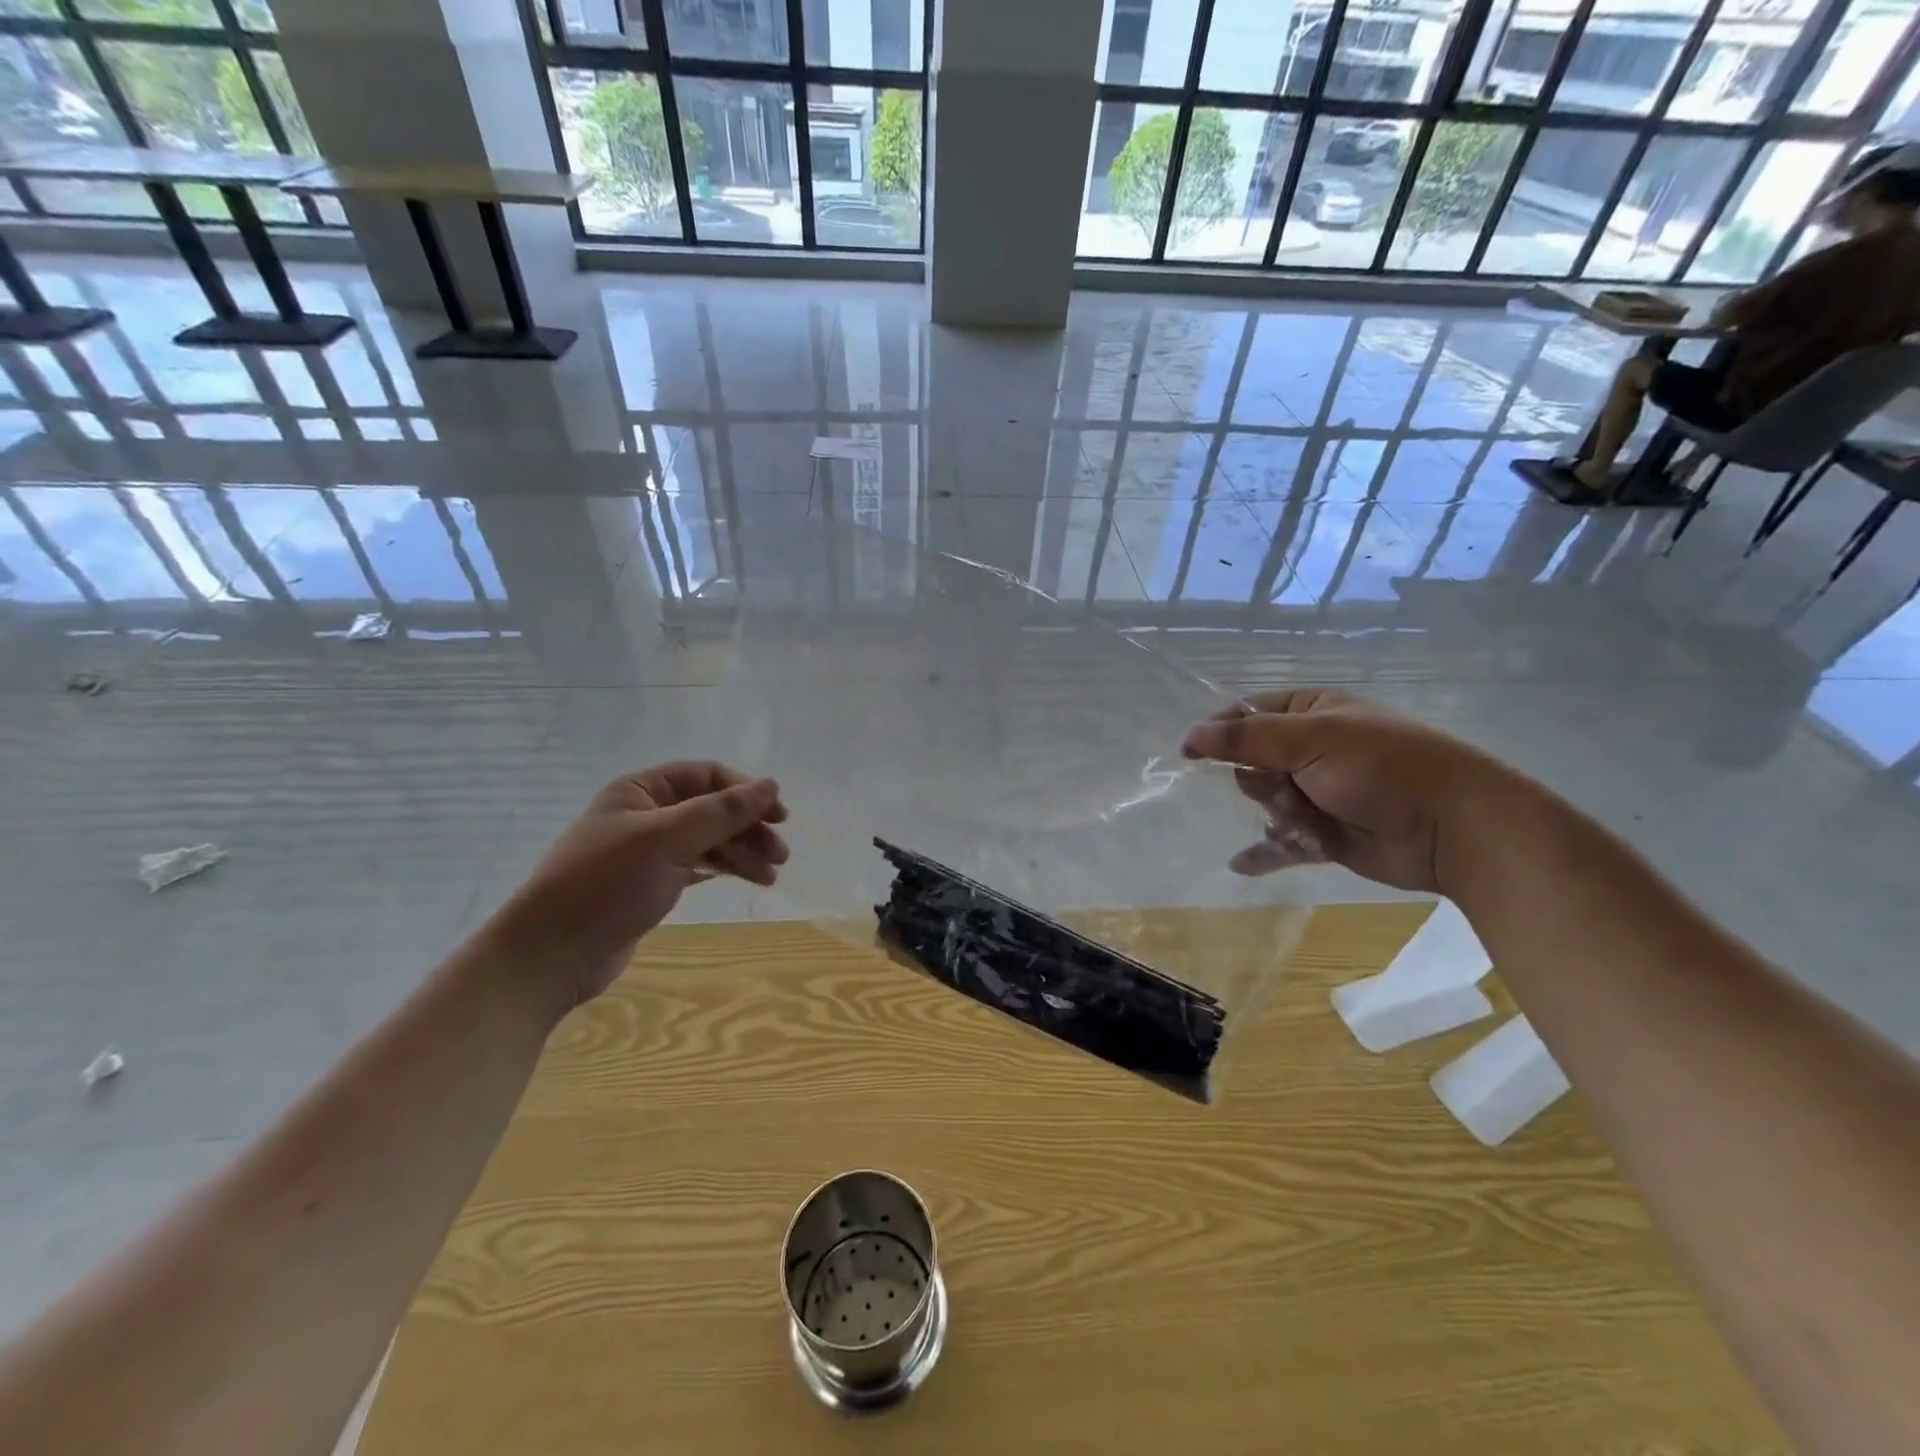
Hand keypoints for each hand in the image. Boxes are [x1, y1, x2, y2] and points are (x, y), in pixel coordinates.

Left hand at [488, 762, 788, 1004]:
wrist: (550, 956)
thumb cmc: (606, 884)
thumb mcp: (667, 839)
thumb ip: (722, 811)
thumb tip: (772, 784)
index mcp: (641, 790)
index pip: (707, 776)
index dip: (746, 792)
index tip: (780, 816)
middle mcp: (645, 814)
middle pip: (712, 809)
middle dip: (748, 828)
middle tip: (780, 855)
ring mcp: (647, 851)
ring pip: (708, 840)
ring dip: (742, 852)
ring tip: (770, 876)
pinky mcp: (651, 884)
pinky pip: (698, 865)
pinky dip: (724, 869)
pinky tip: (747, 879)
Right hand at [1180, 689, 1517, 893]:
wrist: (1454, 829)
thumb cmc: (1383, 768)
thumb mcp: (1312, 740)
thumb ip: (1246, 739)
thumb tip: (1189, 737)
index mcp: (1312, 713)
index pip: (1247, 713)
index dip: (1218, 731)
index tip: (1191, 754)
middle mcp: (1312, 750)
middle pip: (1251, 762)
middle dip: (1262, 780)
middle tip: (1288, 789)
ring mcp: (1318, 794)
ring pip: (1264, 803)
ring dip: (1277, 815)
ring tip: (1306, 825)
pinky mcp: (1324, 835)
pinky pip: (1280, 843)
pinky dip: (1263, 852)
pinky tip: (1239, 865)